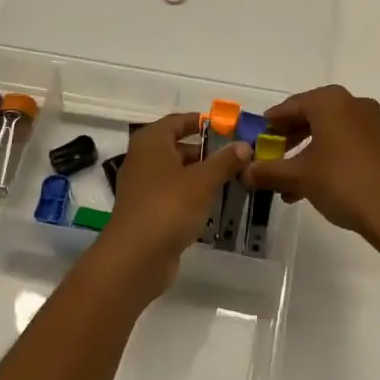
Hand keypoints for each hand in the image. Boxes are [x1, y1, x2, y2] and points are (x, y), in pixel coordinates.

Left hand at [98, 113, 247, 294]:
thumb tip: (244, 145)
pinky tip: (215, 205)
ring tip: (233, 180)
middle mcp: (143, 160)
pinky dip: (193, 197)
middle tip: (237, 157)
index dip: (202, 122)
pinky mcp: (148, 213)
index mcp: (151, 142)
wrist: (135, 258)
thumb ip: (224, 161)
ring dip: (202, 176)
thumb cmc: (169, 206)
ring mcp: (143, 188)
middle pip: (178, 147)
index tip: (228, 127)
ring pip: (178, 174)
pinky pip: (174, 196)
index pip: (178, 121)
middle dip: (207, 152)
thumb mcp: (203, 180)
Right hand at [242, 85, 379, 250]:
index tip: (257, 137)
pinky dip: (325, 157)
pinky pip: (344, 142)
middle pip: (310, 116)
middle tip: (271, 156)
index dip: (271, 123)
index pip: (291, 106)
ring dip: (305, 152)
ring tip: (286, 181)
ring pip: (328, 132)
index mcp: (330, 101)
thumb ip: (268, 171)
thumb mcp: (299, 176)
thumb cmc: (341, 181)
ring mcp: (370, 122)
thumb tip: (244, 171)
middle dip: (288, 138)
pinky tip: (310, 185)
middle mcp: (351, 103)